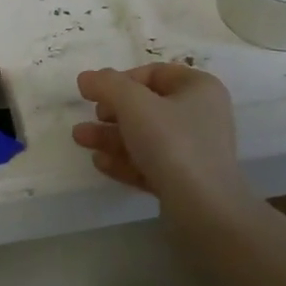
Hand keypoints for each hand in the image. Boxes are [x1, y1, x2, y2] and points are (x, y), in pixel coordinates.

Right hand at [73, 64, 251, 212]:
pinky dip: (125, 160)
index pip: (154, 73)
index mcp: (199, 88)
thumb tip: (87, 77)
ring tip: (80, 139)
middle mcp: (201, 115)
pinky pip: (150, 163)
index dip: (121, 80)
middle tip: (91, 117)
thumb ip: (107, 85)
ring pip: (145, 136)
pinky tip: (100, 163)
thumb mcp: (134, 104)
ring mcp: (194, 151)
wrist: (204, 211)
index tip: (96, 93)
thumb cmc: (172, 143)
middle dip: (112, 111)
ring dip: (111, 136)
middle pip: (147, 106)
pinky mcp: (185, 182)